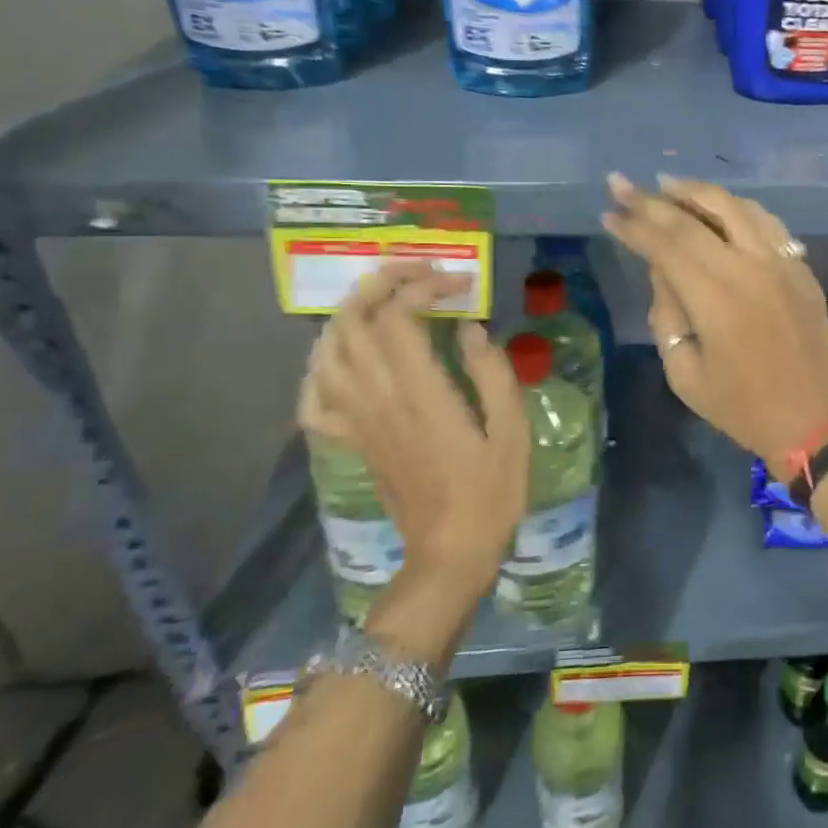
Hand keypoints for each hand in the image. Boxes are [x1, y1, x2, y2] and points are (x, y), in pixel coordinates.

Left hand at [299, 264, 528, 648]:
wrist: (451, 554)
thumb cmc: (492, 492)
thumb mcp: (512, 431)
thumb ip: (492, 374)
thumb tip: (470, 329)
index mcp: (421, 395)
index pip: (398, 318)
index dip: (421, 287)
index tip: (458, 284)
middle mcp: (379, 401)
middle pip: (352, 324)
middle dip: (378, 284)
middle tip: (415, 273)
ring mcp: (359, 422)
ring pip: (326, 354)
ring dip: (347, 315)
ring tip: (380, 301)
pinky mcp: (353, 443)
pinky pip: (315, 402)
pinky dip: (319, 371)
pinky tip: (343, 359)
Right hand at [602, 174, 827, 472]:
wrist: (811, 421)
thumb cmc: (741, 407)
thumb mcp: (685, 373)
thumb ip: (667, 314)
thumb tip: (661, 269)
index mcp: (716, 298)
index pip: (666, 244)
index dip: (634, 225)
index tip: (609, 212)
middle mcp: (749, 267)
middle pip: (695, 218)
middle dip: (652, 199)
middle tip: (622, 183)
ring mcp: (782, 263)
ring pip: (736, 208)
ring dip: (698, 192)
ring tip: (668, 184)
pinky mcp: (802, 268)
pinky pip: (767, 223)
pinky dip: (738, 208)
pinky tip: (720, 207)